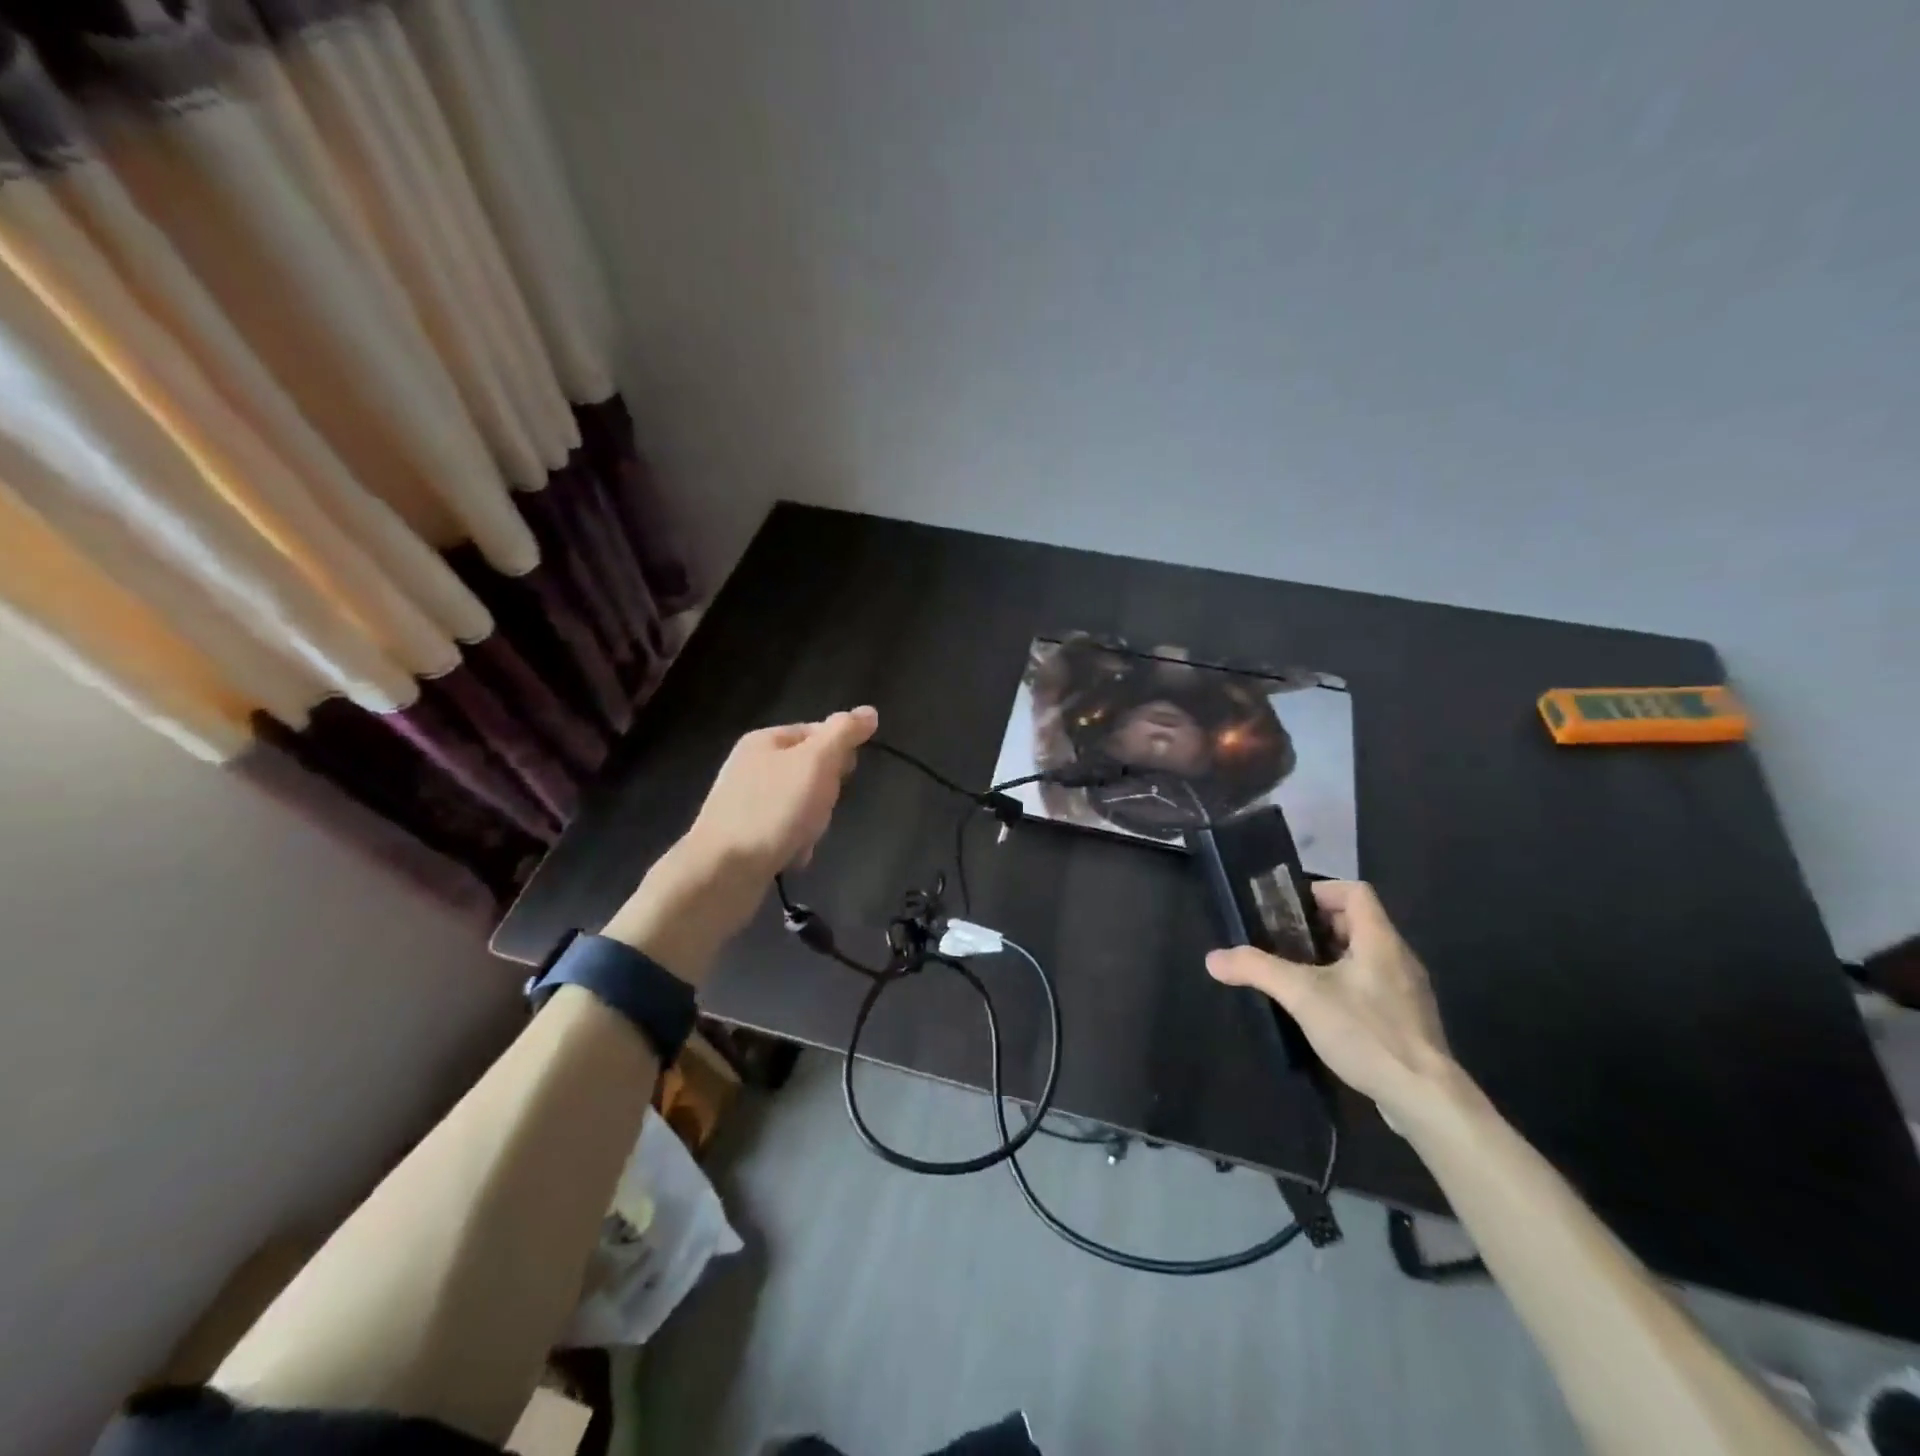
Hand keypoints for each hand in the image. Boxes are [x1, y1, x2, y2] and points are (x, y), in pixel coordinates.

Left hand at [683, 707, 879, 876]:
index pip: (818, 732)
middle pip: (811, 770)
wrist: (723, 871)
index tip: (845, 776)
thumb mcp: (816, 763)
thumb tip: (869, 711)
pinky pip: (785, 831)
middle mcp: (751, 766)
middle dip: (825, 792)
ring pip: (801, 804)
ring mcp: (745, 802)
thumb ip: (843, 734)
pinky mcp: (744, 835)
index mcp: (765, 740)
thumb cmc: (774, 809)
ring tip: (804, 836)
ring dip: (812, 822)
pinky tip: (792, 855)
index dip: (839, 752)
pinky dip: (794, 843)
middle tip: (820, 807)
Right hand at [1206, 880, 1465, 1132]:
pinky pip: (1372, 984)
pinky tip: (1323, 1010)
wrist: (1426, 1098)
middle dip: (1317, 926)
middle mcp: (1398, 957)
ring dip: (1330, 956)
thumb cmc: (1367, 1032)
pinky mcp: (1407, 1020)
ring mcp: (1407, 990)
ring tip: (1296, 975)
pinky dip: (1345, 984)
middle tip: (1282, 942)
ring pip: (1364, 955)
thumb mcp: (1303, 995)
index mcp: (1379, 939)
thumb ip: (1257, 969)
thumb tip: (1213, 958)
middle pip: (1357, 922)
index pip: (1356, 891)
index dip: (1321, 891)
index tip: (1288, 910)